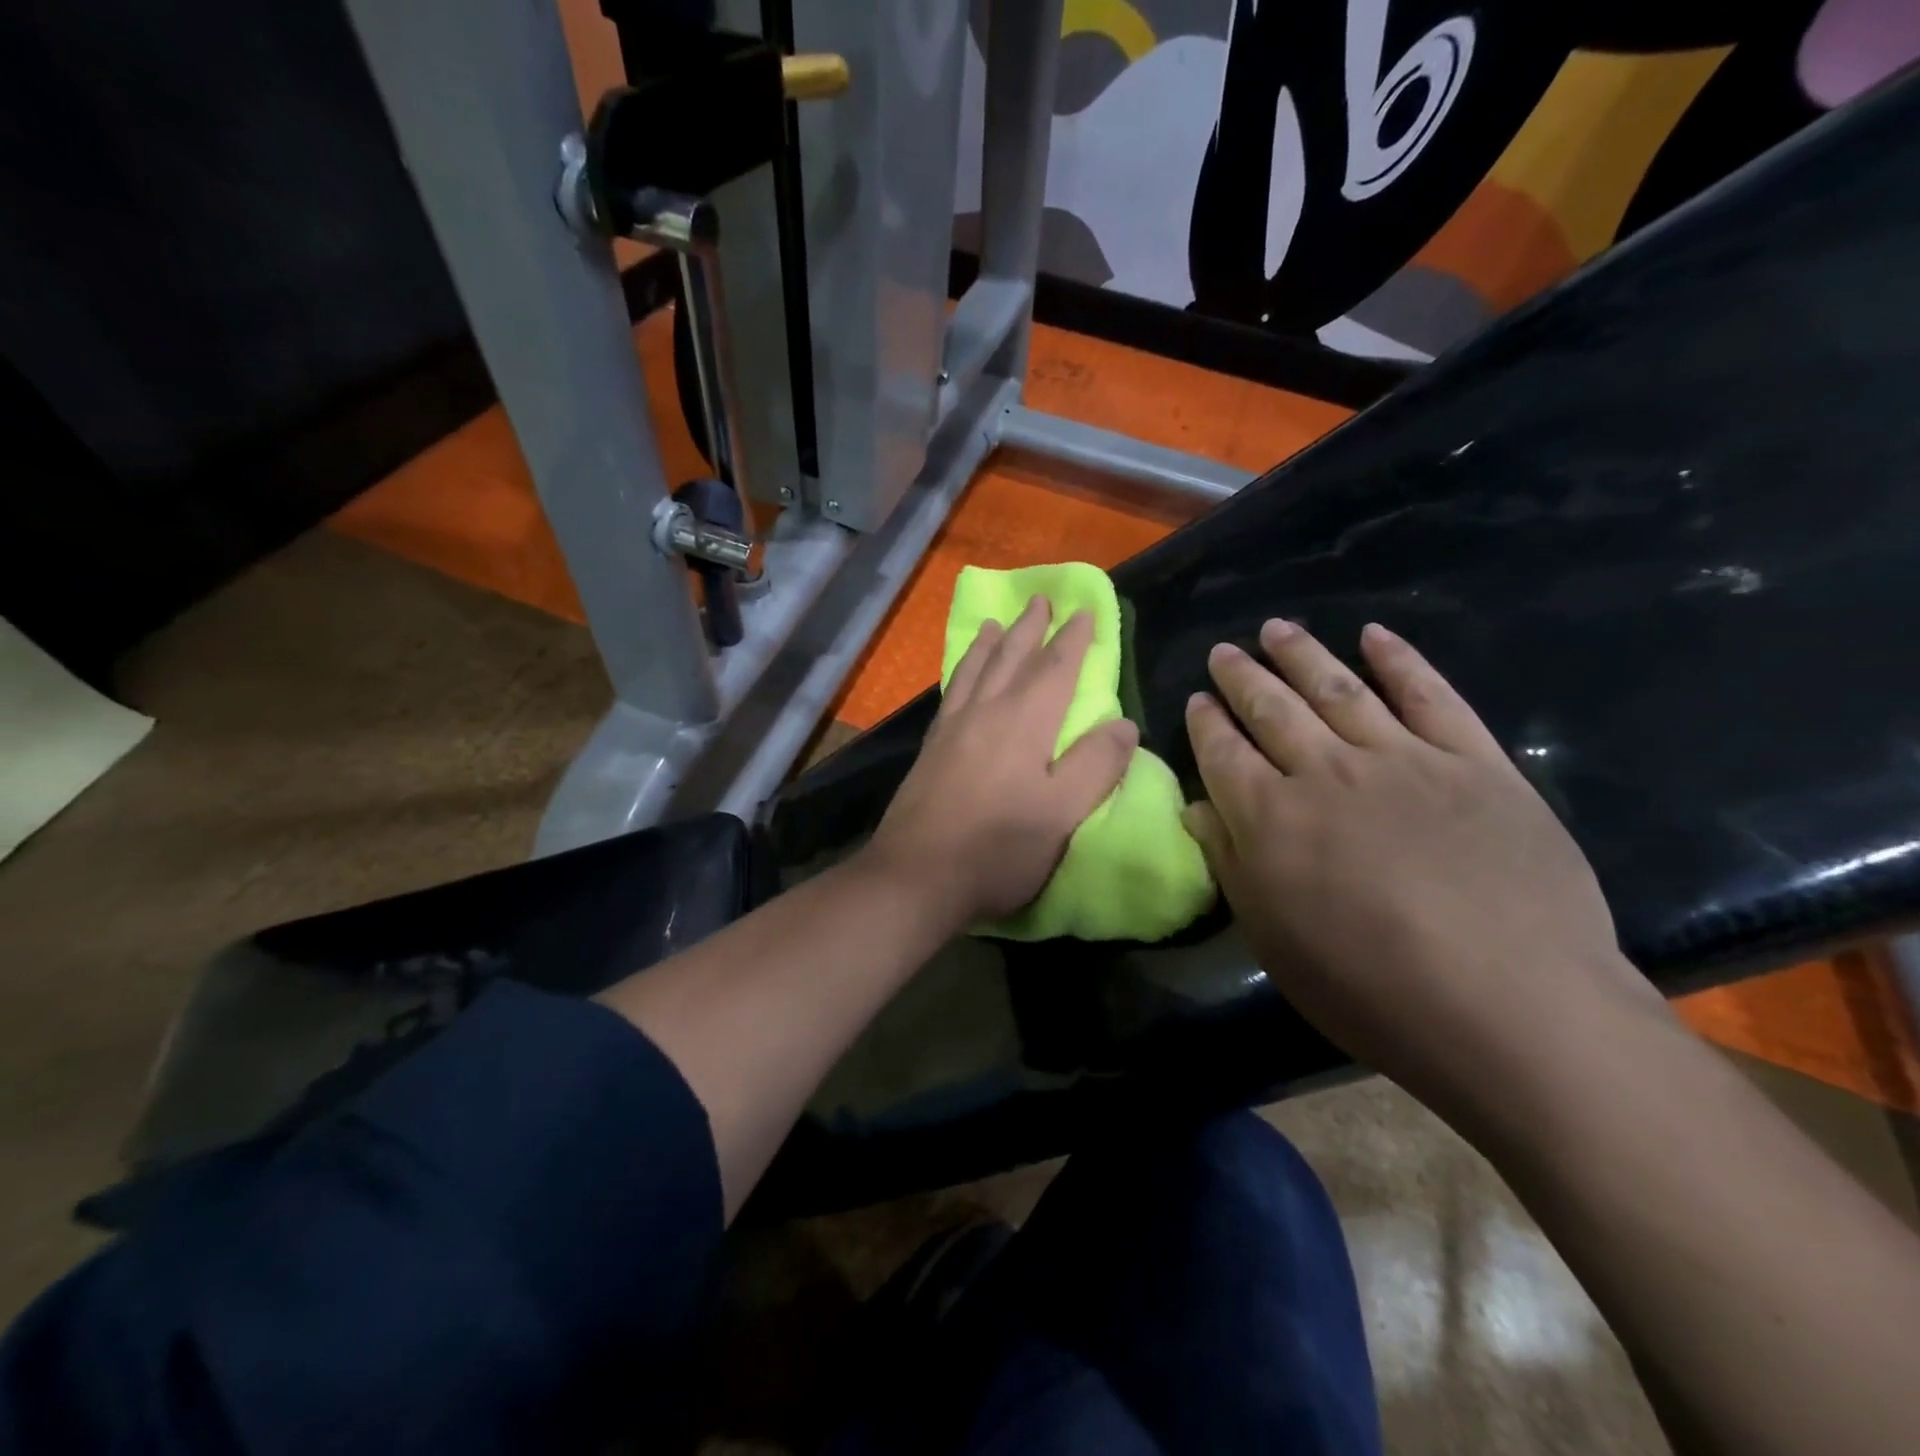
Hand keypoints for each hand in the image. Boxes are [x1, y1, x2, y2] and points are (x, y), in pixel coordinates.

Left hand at [867, 596, 1137, 929]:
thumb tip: (1123, 724)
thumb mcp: (1062, 813)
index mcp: (1024, 722)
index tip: (1084, 611)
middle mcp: (986, 712)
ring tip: (995, 623)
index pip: (1055, 668)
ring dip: (990, 643)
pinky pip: (951, 692)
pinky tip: (960, 677)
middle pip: (1011, 658)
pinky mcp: (930, 749)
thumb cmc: (998, 848)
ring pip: (975, 670)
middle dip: (1030, 628)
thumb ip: (1095, 766)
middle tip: (1041, 599)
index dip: (1073, 639)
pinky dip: (961, 672)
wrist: (916, 875)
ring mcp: (951, 729)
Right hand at [1183, 619, 1663, 1127]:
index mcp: (1270, 818)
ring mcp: (1403, 759)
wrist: (1512, 1008)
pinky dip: (1399, 660)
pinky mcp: (1474, 762)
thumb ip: (1231, 865)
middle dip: (1243, 677)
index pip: (1223, 752)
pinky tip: (1375, 635)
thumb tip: (1198, 809)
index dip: (1206, 722)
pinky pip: (1430, 696)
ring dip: (1302, 654)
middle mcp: (1326, 772)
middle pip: (1272, 709)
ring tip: (1277, 628)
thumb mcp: (1273, 940)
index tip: (1198, 698)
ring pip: (1339, 689)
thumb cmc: (1370, 988)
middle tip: (1225, 650)